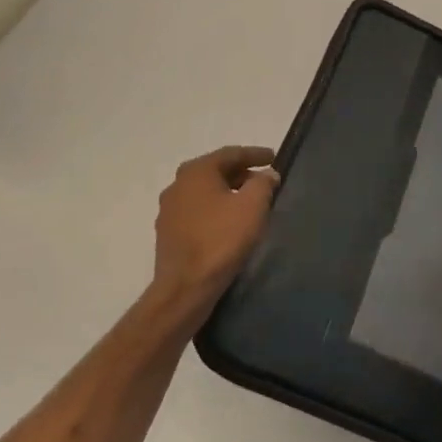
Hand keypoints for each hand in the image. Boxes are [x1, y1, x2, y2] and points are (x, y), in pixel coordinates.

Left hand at [148, 146, 280, 328]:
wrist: (186, 287)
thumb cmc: (221, 239)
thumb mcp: (252, 206)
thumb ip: (263, 183)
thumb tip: (267, 174)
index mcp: (196, 172)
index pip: (231, 153)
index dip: (255, 154)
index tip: (274, 157)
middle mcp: (177, 185)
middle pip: (215, 171)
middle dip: (241, 173)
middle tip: (264, 180)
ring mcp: (168, 210)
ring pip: (204, 192)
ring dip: (227, 192)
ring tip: (249, 202)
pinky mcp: (168, 233)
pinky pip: (197, 211)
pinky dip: (215, 210)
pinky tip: (229, 223)